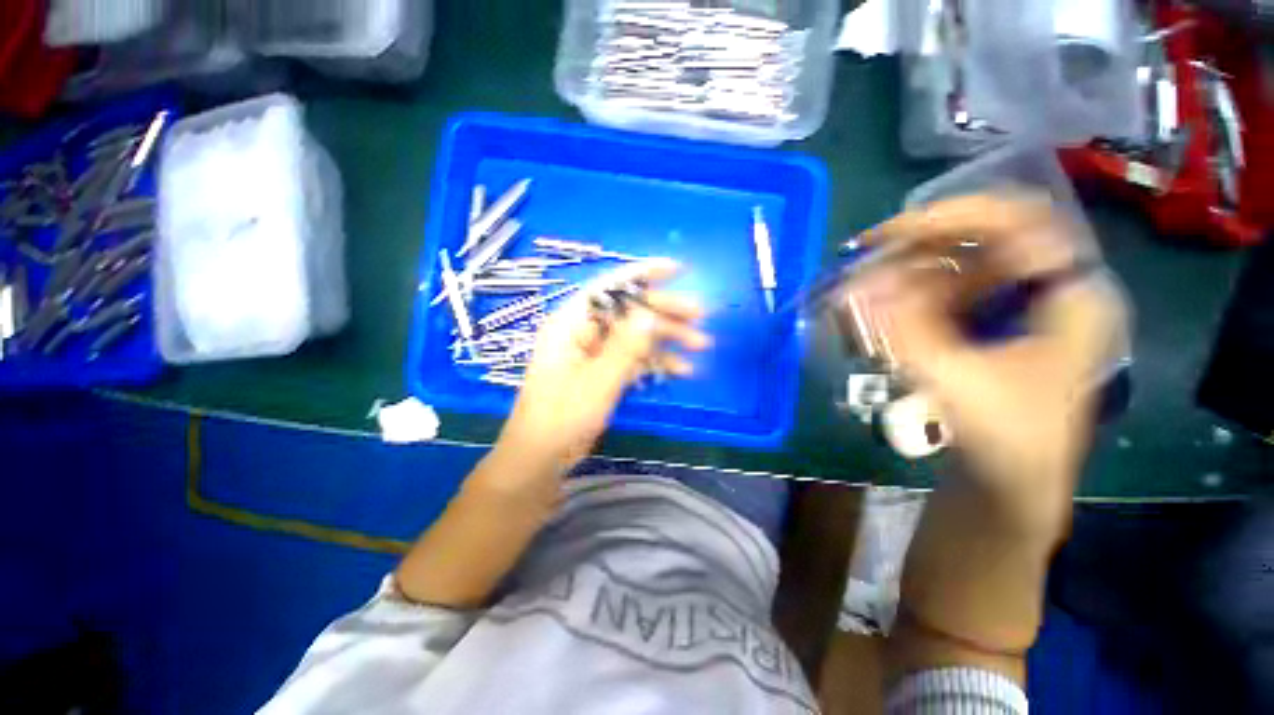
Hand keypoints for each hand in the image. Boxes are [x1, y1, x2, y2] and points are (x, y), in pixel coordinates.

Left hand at [496, 259, 710, 480]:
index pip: (610, 287)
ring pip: (635, 334)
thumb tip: (650, 314)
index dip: (643, 274)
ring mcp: (595, 351)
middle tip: (700, 316)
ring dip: (667, 338)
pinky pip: (634, 358)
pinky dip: (656, 361)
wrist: (542, 457)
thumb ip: (624, 348)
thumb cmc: (562, 417)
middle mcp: (583, 330)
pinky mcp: (603, 371)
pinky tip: (682, 369)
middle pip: (629, 310)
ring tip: (701, 344)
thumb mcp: (597, 381)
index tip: (678, 269)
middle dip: (665, 311)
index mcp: (571, 323)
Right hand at [851, 195, 1125, 532]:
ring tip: (867, 285)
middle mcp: (1049, 287)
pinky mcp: (992, 321)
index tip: (891, 233)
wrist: (1013, 483)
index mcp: (1070, 296)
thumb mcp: (956, 383)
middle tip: (866, 254)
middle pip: (984, 236)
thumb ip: (905, 332)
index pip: (1018, 220)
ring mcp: (1020, 304)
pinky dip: (912, 291)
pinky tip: (885, 305)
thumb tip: (855, 287)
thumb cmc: (1006, 441)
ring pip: (961, 261)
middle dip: (920, 242)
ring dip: (910, 268)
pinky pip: (949, 288)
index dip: (952, 216)